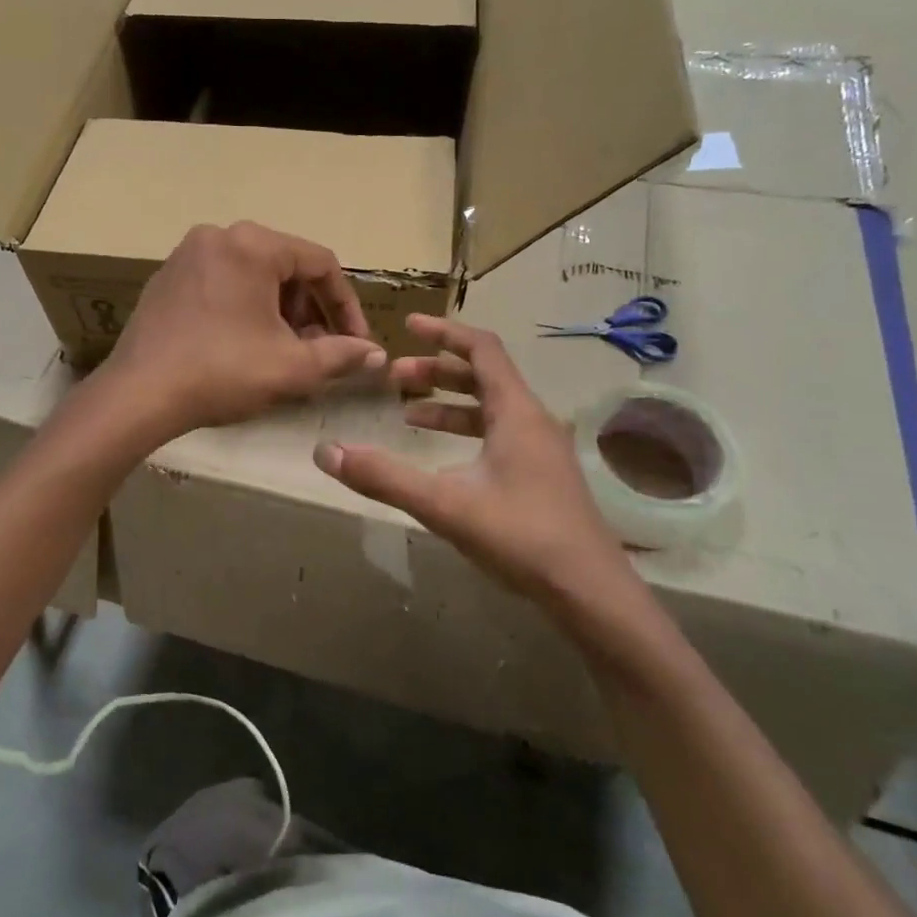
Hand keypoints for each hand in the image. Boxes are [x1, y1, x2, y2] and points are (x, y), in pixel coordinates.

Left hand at [96, 222, 384, 441]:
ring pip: (254, 275)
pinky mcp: (167, 278)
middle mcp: (219, 236)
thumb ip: (340, 355)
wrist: (138, 395)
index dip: (346, 305)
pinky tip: (246, 345)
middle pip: (286, 266)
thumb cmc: (221, 372)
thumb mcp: (291, 368)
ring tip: (285, 351)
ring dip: (280, 311)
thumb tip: (374, 354)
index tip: (356, 342)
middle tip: (319, 350)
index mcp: (252, 245)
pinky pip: (223, 283)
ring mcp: (187, 255)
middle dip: (311, 310)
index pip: (321, 263)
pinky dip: (246, 308)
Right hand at [313, 315, 641, 615]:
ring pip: (492, 408)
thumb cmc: (521, 537)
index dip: (444, 332)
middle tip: (396, 377)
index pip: (482, 349)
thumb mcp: (445, 505)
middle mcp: (533, 420)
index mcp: (516, 412)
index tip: (408, 325)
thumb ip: (384, 477)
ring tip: (409, 415)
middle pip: (484, 376)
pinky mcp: (543, 475)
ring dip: (450, 404)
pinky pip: (500, 435)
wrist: (590, 591)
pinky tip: (444, 461)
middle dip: (438, 371)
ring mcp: (542, 449)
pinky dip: (467, 433)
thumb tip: (326, 451)